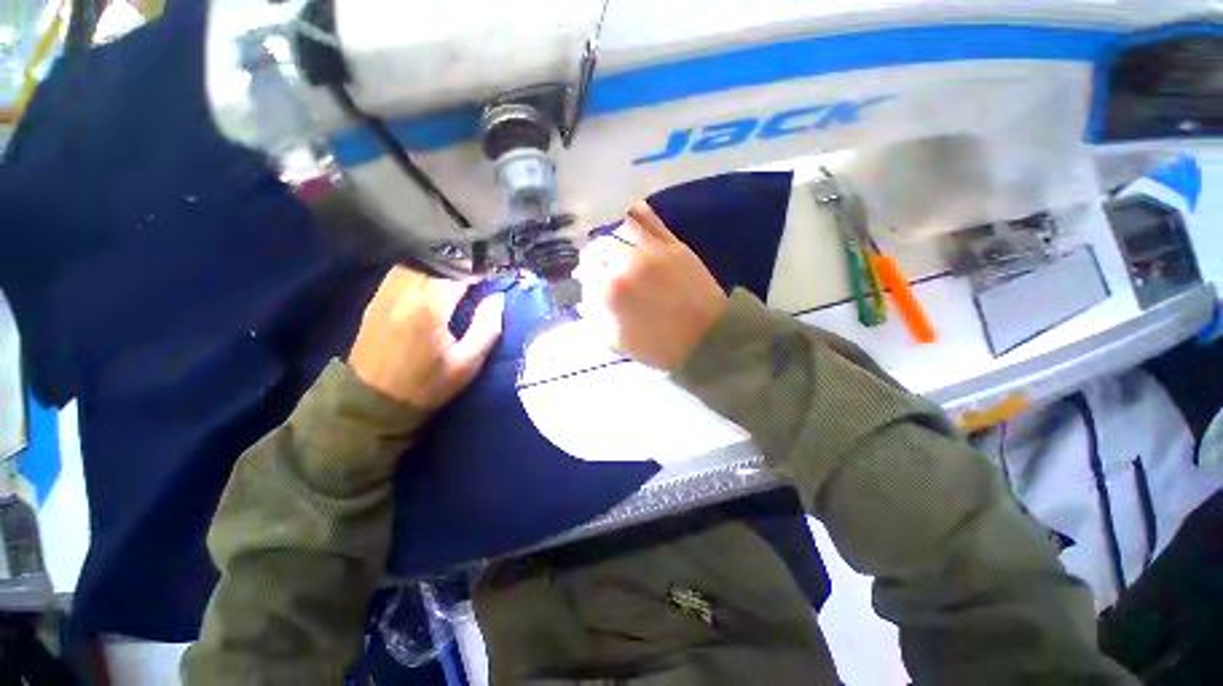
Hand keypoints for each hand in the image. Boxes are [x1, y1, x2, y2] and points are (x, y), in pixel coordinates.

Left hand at [348, 266, 503, 408]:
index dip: (479, 270)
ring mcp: (385, 295)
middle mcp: (404, 294)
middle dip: (460, 264)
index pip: (459, 273)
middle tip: (479, 272)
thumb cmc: (428, 384)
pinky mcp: (375, 301)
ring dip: (438, 265)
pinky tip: (430, 280)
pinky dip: (419, 270)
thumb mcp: (467, 363)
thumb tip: (496, 298)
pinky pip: (399, 273)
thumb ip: (486, 328)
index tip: (494, 272)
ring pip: (415, 263)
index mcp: (430, 308)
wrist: (373, 403)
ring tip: (457, 274)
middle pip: (435, 263)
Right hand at [579, 202, 727, 371]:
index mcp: (611, 291)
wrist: (706, 338)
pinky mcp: (673, 244)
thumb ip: (597, 319)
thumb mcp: (620, 342)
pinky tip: (630, 217)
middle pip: (600, 246)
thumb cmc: (660, 346)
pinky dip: (637, 215)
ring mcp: (652, 250)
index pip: (586, 272)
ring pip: (622, 227)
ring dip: (612, 234)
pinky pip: (650, 219)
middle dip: (594, 256)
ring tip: (614, 243)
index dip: (584, 278)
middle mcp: (627, 263)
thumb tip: (585, 302)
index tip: (587, 282)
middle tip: (598, 264)